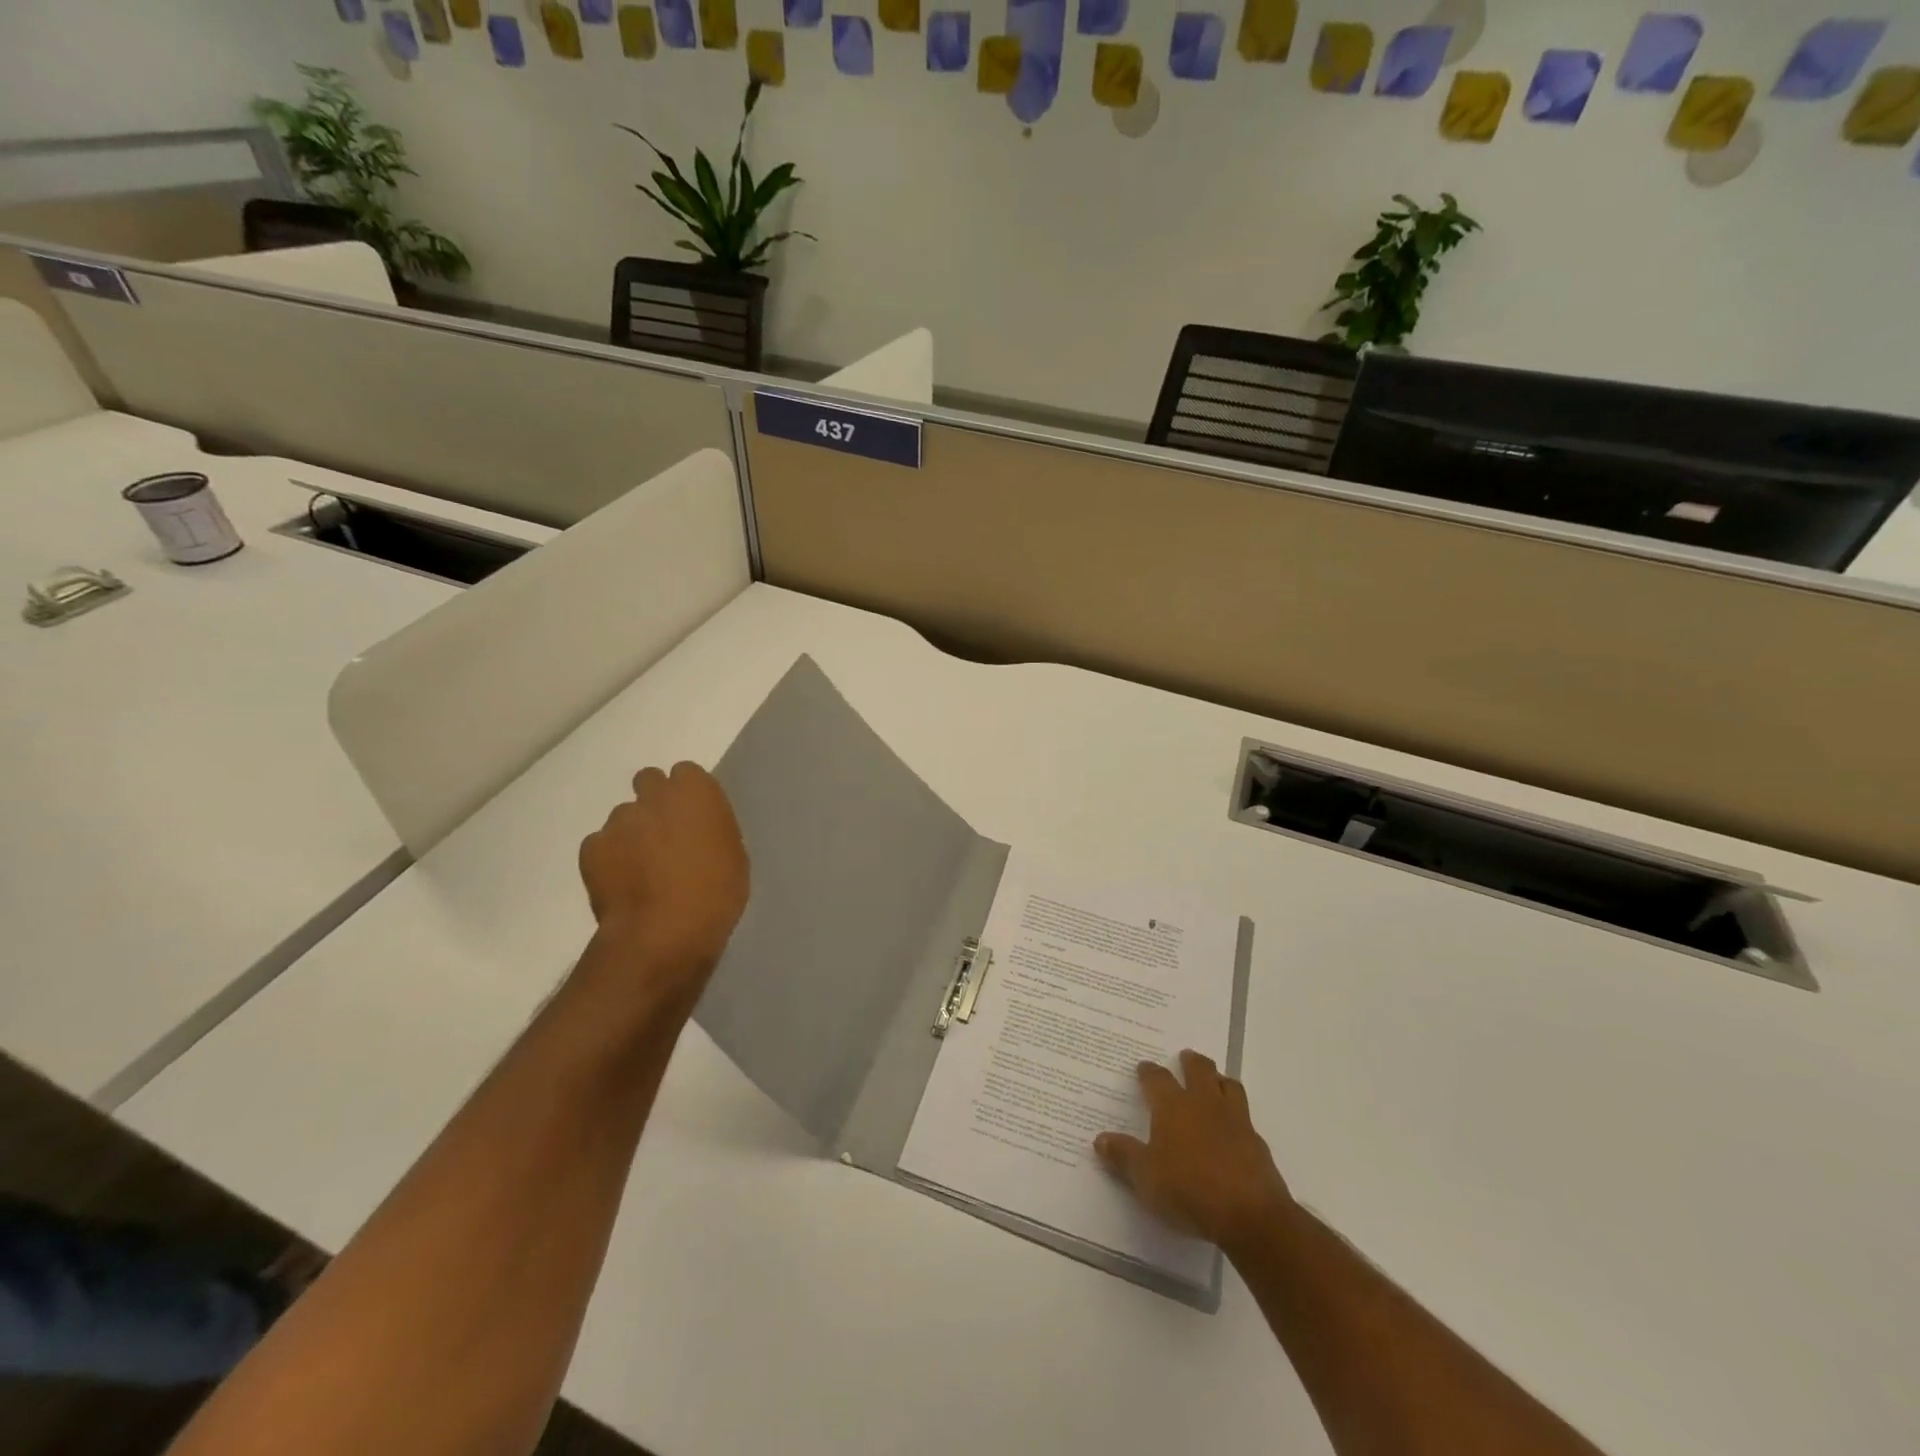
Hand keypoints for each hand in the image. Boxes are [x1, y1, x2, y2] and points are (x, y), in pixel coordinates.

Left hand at [577, 763, 749, 997]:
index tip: (693, 817)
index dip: (687, 794)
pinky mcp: (591, 848)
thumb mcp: (733, 855)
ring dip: (632, 834)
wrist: (665, 931)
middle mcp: (653, 796)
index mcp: (695, 791)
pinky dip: (609, 859)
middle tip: (665, 836)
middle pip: (648, 782)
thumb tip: (696, 829)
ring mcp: (618, 821)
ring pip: (624, 817)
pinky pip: (601, 845)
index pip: (686, 773)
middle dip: (654, 802)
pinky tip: (622, 884)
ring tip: (641, 870)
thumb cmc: (716, 892)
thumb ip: (711, 829)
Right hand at [1095, 1050, 1291, 1252]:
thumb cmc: (1188, 1189)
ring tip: (1214, 1081)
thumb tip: (1100, 1140)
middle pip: (1199, 1069)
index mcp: (1173, 1106)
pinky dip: (1237, 1114)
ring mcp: (1235, 1119)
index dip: (1149, 1072)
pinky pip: (1245, 1116)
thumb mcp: (1145, 1177)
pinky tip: (1233, 1127)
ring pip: (1228, 1085)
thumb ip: (1123, 1156)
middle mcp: (1204, 1103)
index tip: (1143, 1067)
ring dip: (1219, 1080)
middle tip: (1186, 1057)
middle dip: (1191, 1061)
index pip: (1157, 1079)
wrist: (1249, 1214)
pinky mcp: (1257, 1142)